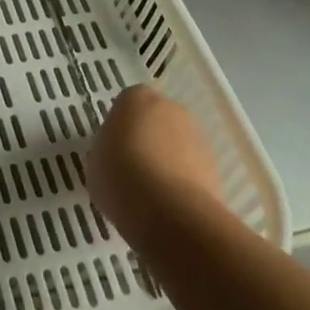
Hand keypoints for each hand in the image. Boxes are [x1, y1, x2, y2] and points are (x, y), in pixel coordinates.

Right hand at [87, 85, 226, 247]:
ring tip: (151, 197)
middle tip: (131, 172)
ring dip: (166, 164)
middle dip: (146, 142)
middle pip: (155, 122)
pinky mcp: (215, 168)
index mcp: (135, 97)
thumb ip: (105, 153)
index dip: (119, 131)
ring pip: (176, 147)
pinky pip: (191, 172)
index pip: (125, 106)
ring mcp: (196, 137)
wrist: (168, 212)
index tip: (112, 154)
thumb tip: (115, 159)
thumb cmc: (120, 176)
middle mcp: (170, 108)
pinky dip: (182, 186)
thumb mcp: (94, 163)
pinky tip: (169, 209)